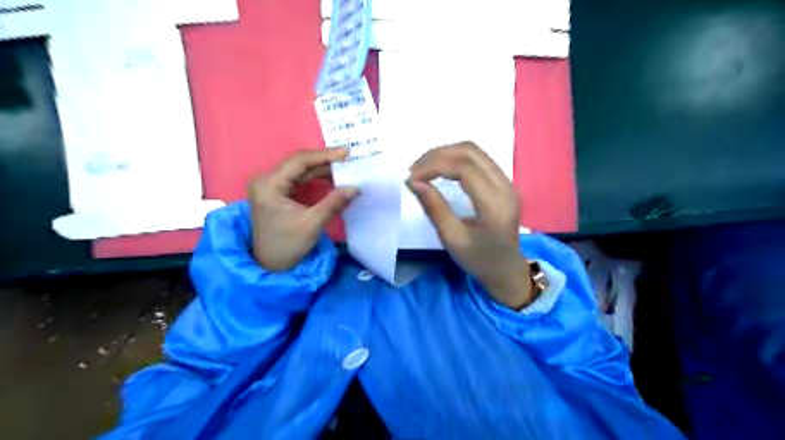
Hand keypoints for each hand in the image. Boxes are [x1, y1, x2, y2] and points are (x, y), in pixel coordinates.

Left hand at [248, 148, 356, 271]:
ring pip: (299, 170)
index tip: (346, 153)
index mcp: (269, 184)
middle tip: (348, 159)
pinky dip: (314, 178)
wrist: (270, 265)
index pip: (299, 161)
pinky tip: (330, 179)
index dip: (324, 155)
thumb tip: (355, 187)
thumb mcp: (312, 223)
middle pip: (298, 163)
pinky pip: (297, 180)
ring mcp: (269, 186)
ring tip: (343, 169)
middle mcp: (266, 180)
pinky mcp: (275, 193)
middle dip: (324, 161)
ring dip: (321, 170)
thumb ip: (334, 202)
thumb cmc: (288, 245)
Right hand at [404, 143, 533, 306]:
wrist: (507, 270)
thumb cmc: (479, 259)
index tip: (412, 177)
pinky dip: (456, 158)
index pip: (464, 168)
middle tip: (415, 170)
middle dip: (438, 155)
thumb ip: (434, 207)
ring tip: (424, 167)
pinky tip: (441, 168)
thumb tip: (413, 182)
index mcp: (495, 203)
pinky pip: (478, 159)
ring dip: (446, 153)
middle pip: (470, 151)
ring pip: (474, 151)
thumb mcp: (452, 238)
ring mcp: (507, 181)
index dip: (434, 165)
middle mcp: (505, 185)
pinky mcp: (503, 182)